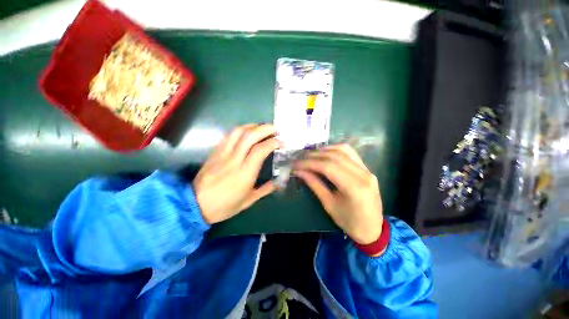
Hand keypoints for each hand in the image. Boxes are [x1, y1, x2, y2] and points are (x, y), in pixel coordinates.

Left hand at [193, 124, 280, 223]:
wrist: (194, 205)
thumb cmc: (224, 206)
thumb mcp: (248, 201)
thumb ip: (266, 189)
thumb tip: (279, 182)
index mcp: (244, 174)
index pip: (260, 150)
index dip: (273, 142)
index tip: (282, 142)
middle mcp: (233, 160)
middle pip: (249, 136)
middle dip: (265, 128)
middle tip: (276, 129)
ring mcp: (222, 154)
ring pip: (238, 132)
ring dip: (253, 126)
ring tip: (263, 128)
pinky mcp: (215, 152)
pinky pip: (228, 136)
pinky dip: (241, 130)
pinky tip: (248, 132)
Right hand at [293, 144, 383, 245]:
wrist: (372, 228)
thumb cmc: (349, 221)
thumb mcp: (329, 205)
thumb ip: (314, 185)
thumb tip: (300, 171)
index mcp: (354, 188)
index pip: (328, 167)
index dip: (309, 163)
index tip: (296, 164)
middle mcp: (363, 174)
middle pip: (334, 156)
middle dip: (314, 156)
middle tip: (300, 159)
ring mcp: (367, 170)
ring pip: (343, 150)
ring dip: (324, 150)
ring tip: (311, 155)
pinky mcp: (367, 168)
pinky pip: (350, 152)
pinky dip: (335, 149)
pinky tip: (325, 153)